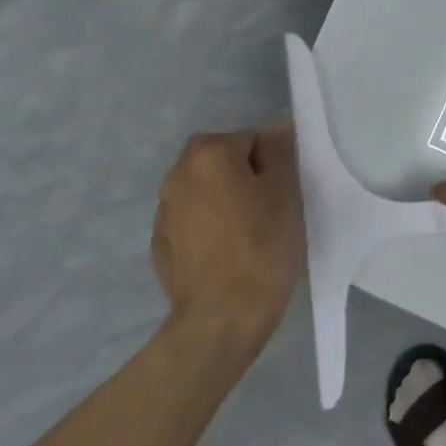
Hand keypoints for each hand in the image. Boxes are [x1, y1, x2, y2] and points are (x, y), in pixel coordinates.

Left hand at [153, 125, 303, 354]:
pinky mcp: (160, 243)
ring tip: (249, 235)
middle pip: (222, 162)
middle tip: (270, 211)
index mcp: (208, 154)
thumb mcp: (285, 194)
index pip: (250, 139)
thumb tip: (276, 128)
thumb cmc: (263, 249)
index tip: (285, 194)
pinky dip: (208, 228)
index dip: (272, 164)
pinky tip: (227, 255)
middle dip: (244, 178)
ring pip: (205, 192)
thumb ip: (280, 152)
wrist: (222, 317)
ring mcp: (163, 210)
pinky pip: (192, 221)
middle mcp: (177, 174)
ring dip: (224, 202)